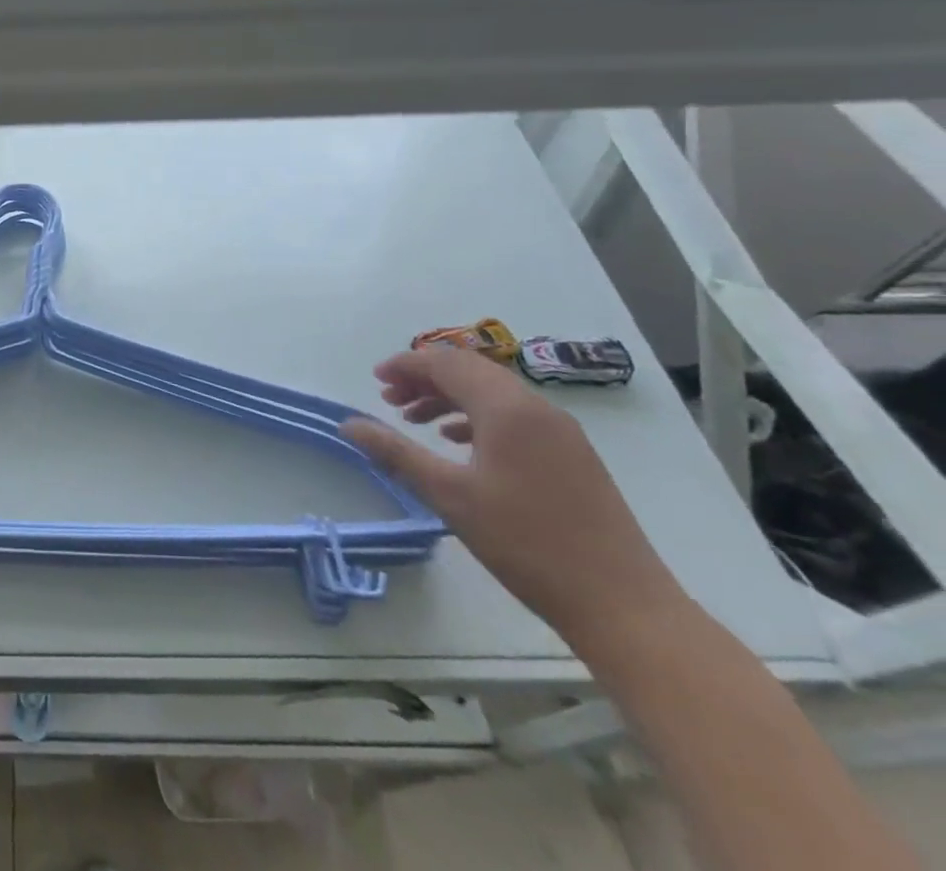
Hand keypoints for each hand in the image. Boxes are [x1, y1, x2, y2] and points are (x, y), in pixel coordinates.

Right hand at [341, 348, 687, 649]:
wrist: (624, 607)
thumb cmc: (526, 544)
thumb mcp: (449, 496)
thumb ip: (396, 453)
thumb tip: (348, 424)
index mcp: (507, 409)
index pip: (447, 364)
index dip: (407, 365)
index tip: (375, 379)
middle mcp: (538, 408)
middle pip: (472, 371)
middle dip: (426, 378)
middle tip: (389, 398)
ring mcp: (562, 432)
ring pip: (494, 393)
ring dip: (451, 397)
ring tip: (416, 420)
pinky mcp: (574, 456)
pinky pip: (516, 416)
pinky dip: (479, 417)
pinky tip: (459, 443)